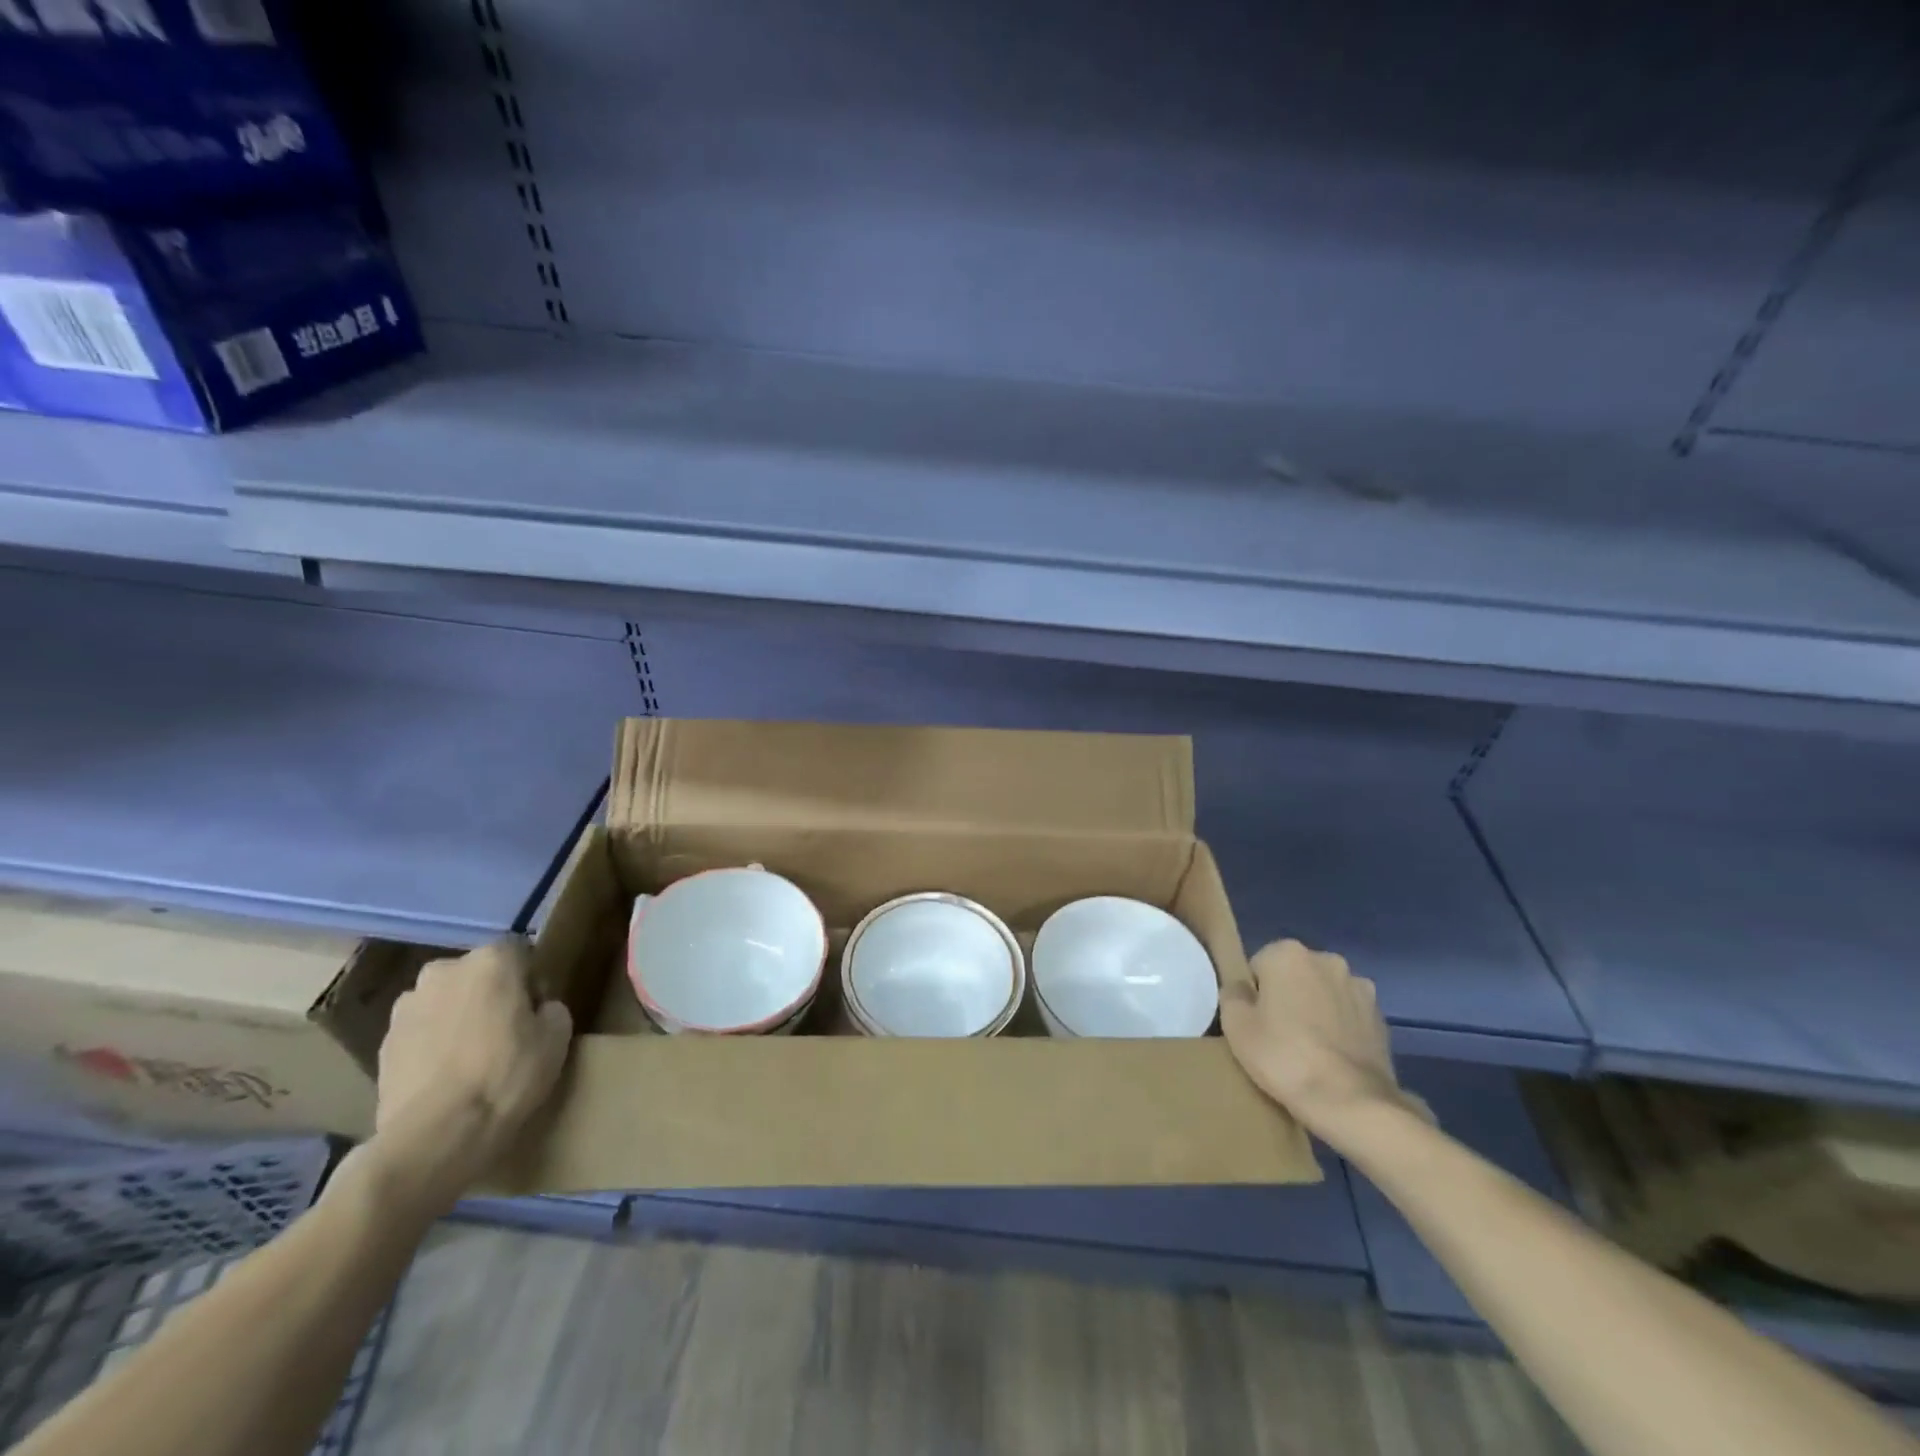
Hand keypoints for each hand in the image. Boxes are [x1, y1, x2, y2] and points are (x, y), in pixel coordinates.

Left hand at [367, 939, 571, 1205]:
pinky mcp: (383, 1044)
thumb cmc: (507, 1074)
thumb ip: (551, 1008)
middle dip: (489, 994)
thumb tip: (536, 1010)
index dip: (532, 980)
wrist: (436, 1134)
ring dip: (457, 1017)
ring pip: (445, 1002)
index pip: (520, 952)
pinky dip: (433, 1045)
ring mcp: (406, 1007)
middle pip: (477, 974)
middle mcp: (444, 971)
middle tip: (505, 1032)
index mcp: (492, 960)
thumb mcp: (558, 1036)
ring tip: (470, 1057)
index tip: (536, 1012)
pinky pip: (420, 1033)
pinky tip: (446, 1077)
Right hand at [1222, 939, 1428, 1143]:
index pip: (1258, 967)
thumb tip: (1241, 988)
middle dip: (1287, 997)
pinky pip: (1348, 1015)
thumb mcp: (1236, 1025)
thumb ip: (1232, 994)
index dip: (1254, 996)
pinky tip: (1333, 1058)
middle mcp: (1327, 959)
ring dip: (1316, 1010)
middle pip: (1294, 975)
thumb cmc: (1284, 1056)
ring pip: (1323, 994)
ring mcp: (1360, 987)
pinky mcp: (1381, 1017)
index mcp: (1288, 953)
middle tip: (1279, 1036)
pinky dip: (1340, 1028)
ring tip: (1309, 1050)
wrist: (1351, 1102)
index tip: (1257, 1024)